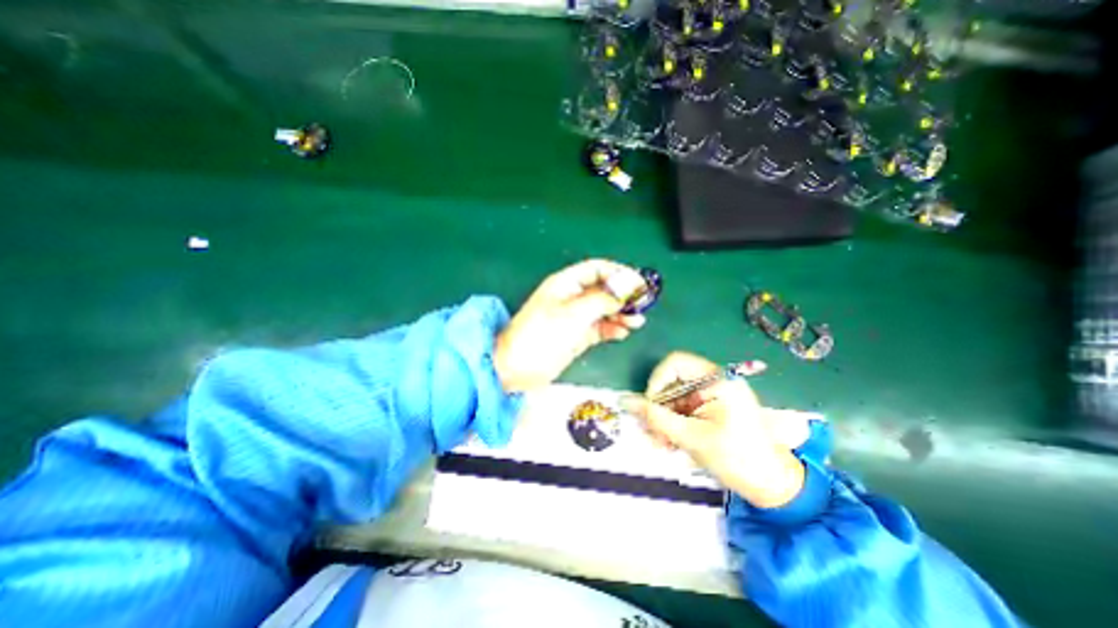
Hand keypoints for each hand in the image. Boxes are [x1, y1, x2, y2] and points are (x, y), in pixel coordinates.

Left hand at [495, 259, 646, 390]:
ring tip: (636, 322)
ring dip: (621, 313)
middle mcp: (572, 297)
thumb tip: (629, 285)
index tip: (639, 284)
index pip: (597, 269)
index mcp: (566, 284)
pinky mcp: (577, 336)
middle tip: (643, 305)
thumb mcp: (573, 314)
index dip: (619, 273)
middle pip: (604, 289)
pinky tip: (623, 332)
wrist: (516, 369)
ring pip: (604, 309)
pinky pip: (600, 328)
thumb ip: (602, 299)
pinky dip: (612, 329)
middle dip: (623, 295)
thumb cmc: (542, 336)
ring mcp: (575, 318)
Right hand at [626, 352, 818, 510]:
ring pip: (674, 398)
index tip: (650, 407)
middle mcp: (714, 382)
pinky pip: (683, 409)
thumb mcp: (692, 437)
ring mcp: (713, 395)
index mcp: (717, 380)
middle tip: (651, 433)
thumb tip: (625, 401)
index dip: (657, 381)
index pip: (675, 363)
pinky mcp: (712, 408)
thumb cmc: (737, 459)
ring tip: (660, 444)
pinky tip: (669, 443)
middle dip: (658, 407)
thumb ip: (656, 418)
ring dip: (663, 419)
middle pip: (672, 382)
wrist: (773, 487)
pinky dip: (673, 424)